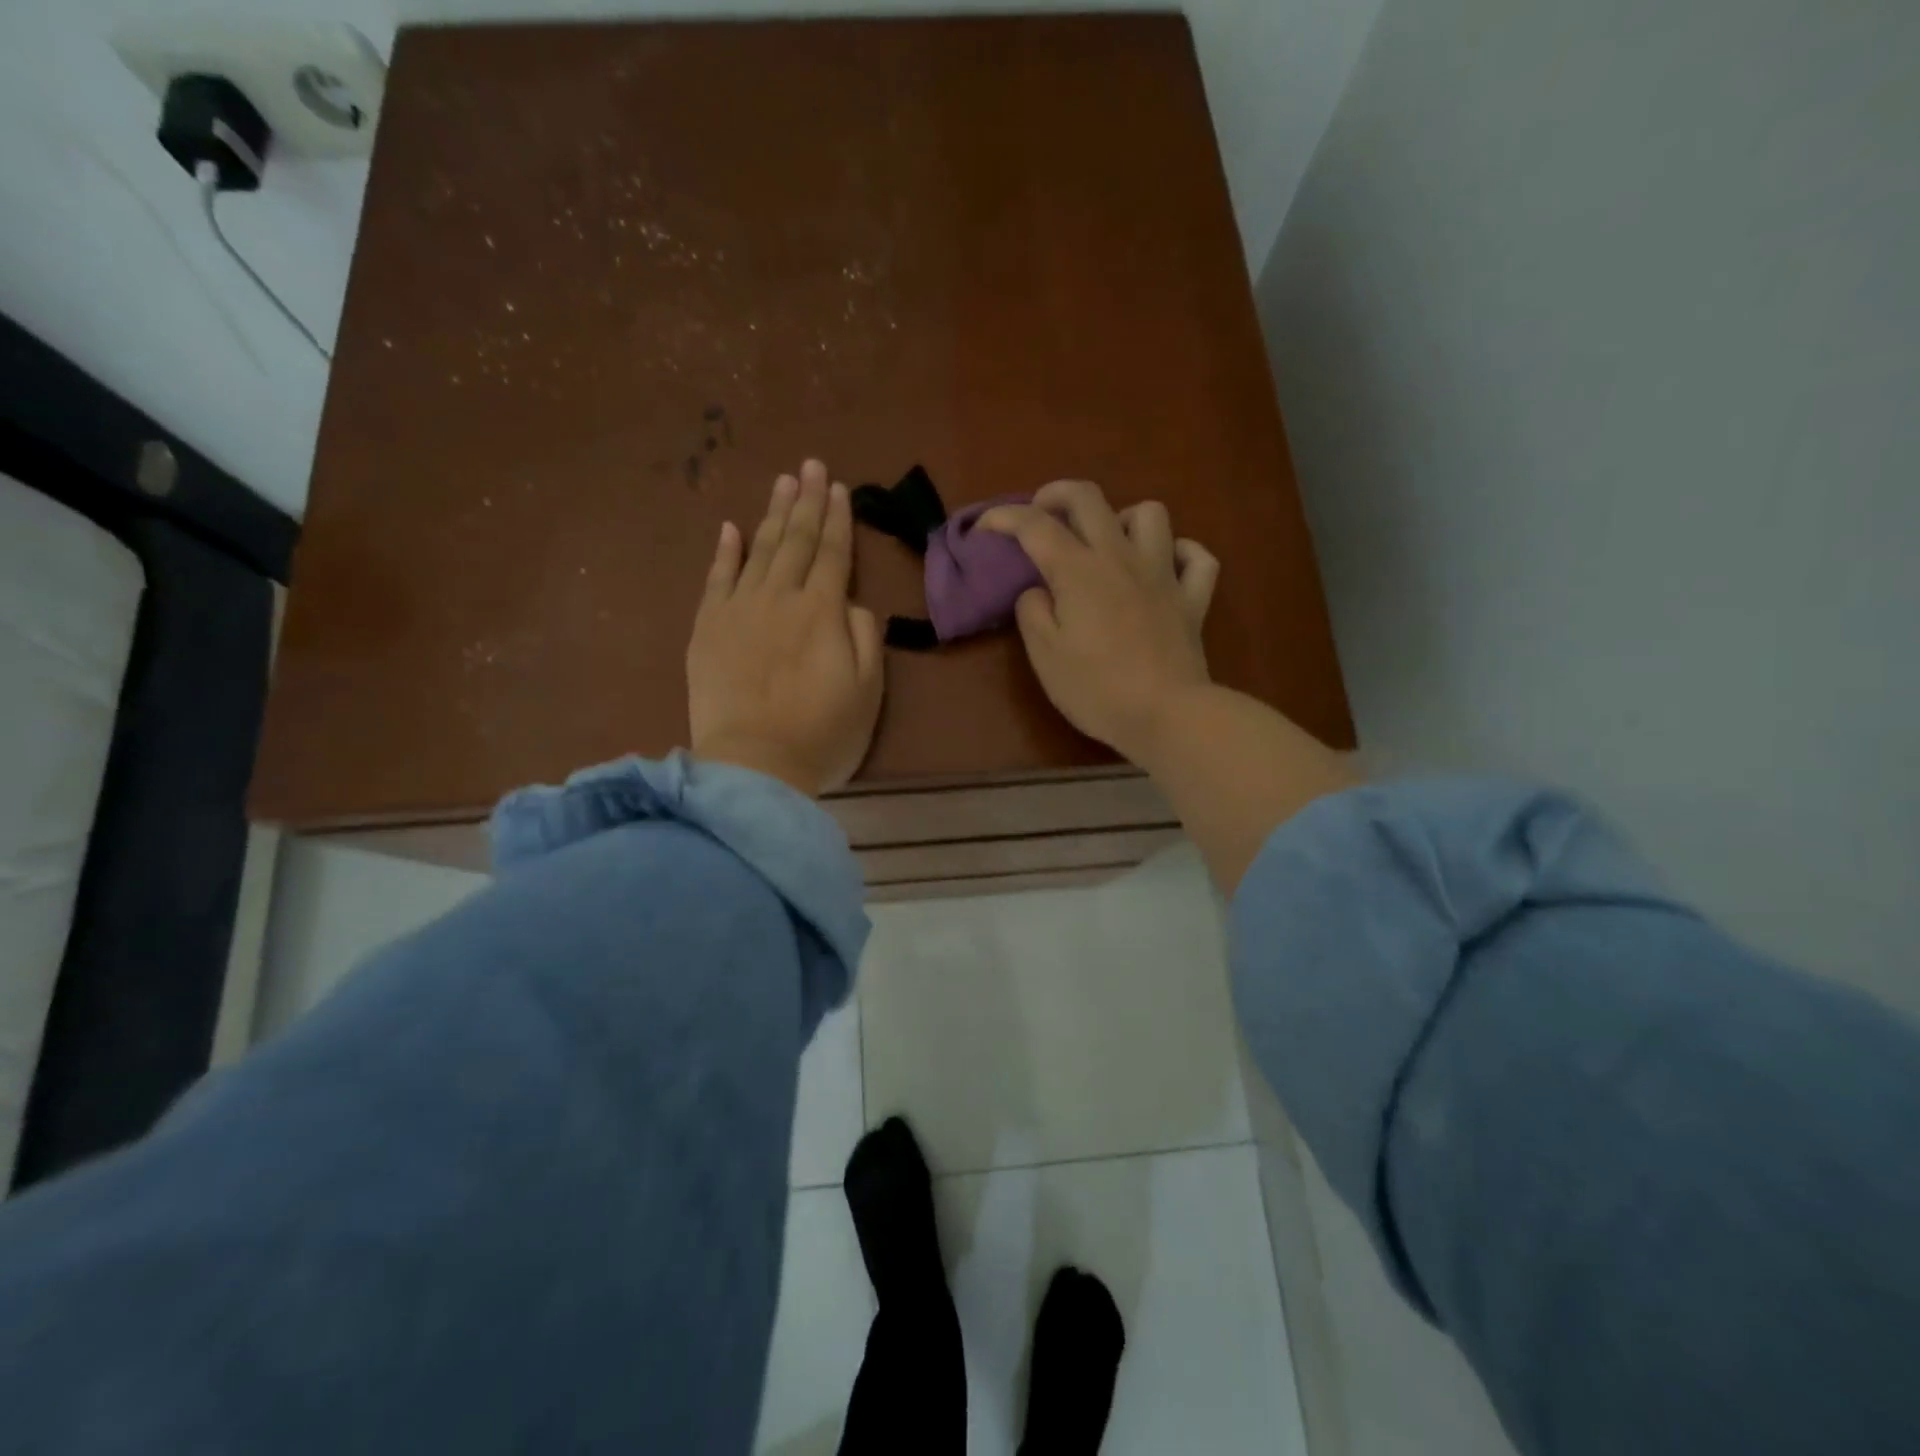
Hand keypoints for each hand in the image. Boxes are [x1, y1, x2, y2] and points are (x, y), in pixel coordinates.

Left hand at [687, 460, 883, 795]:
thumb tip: (851, 604)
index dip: (838, 520)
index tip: (839, 487)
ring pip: (759, 550)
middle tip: (811, 465)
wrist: (753, 766)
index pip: (833, 554)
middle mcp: (780, 598)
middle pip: (796, 540)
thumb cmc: (822, 734)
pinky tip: (731, 528)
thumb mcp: (868, 690)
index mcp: (822, 612)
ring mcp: (738, 610)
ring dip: (773, 514)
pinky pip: (716, 579)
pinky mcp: (706, 629)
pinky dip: (725, 552)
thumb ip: (865, 637)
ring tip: (783, 481)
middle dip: (807, 501)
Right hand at [980, 480, 1218, 764]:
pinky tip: (1165, 566)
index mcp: (1078, 571)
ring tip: (1107, 542)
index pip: (1034, 525)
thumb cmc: (1096, 689)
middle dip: (1056, 494)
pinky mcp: (1193, 598)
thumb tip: (1037, 590)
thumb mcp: (1045, 656)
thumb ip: (1032, 612)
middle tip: (1040, 513)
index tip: (984, 528)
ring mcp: (1163, 574)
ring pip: (1149, 514)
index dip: (1003, 518)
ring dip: (1122, 518)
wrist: (1167, 714)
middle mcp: (1121, 558)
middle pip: (1089, 498)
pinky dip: (1180, 553)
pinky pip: (1196, 557)